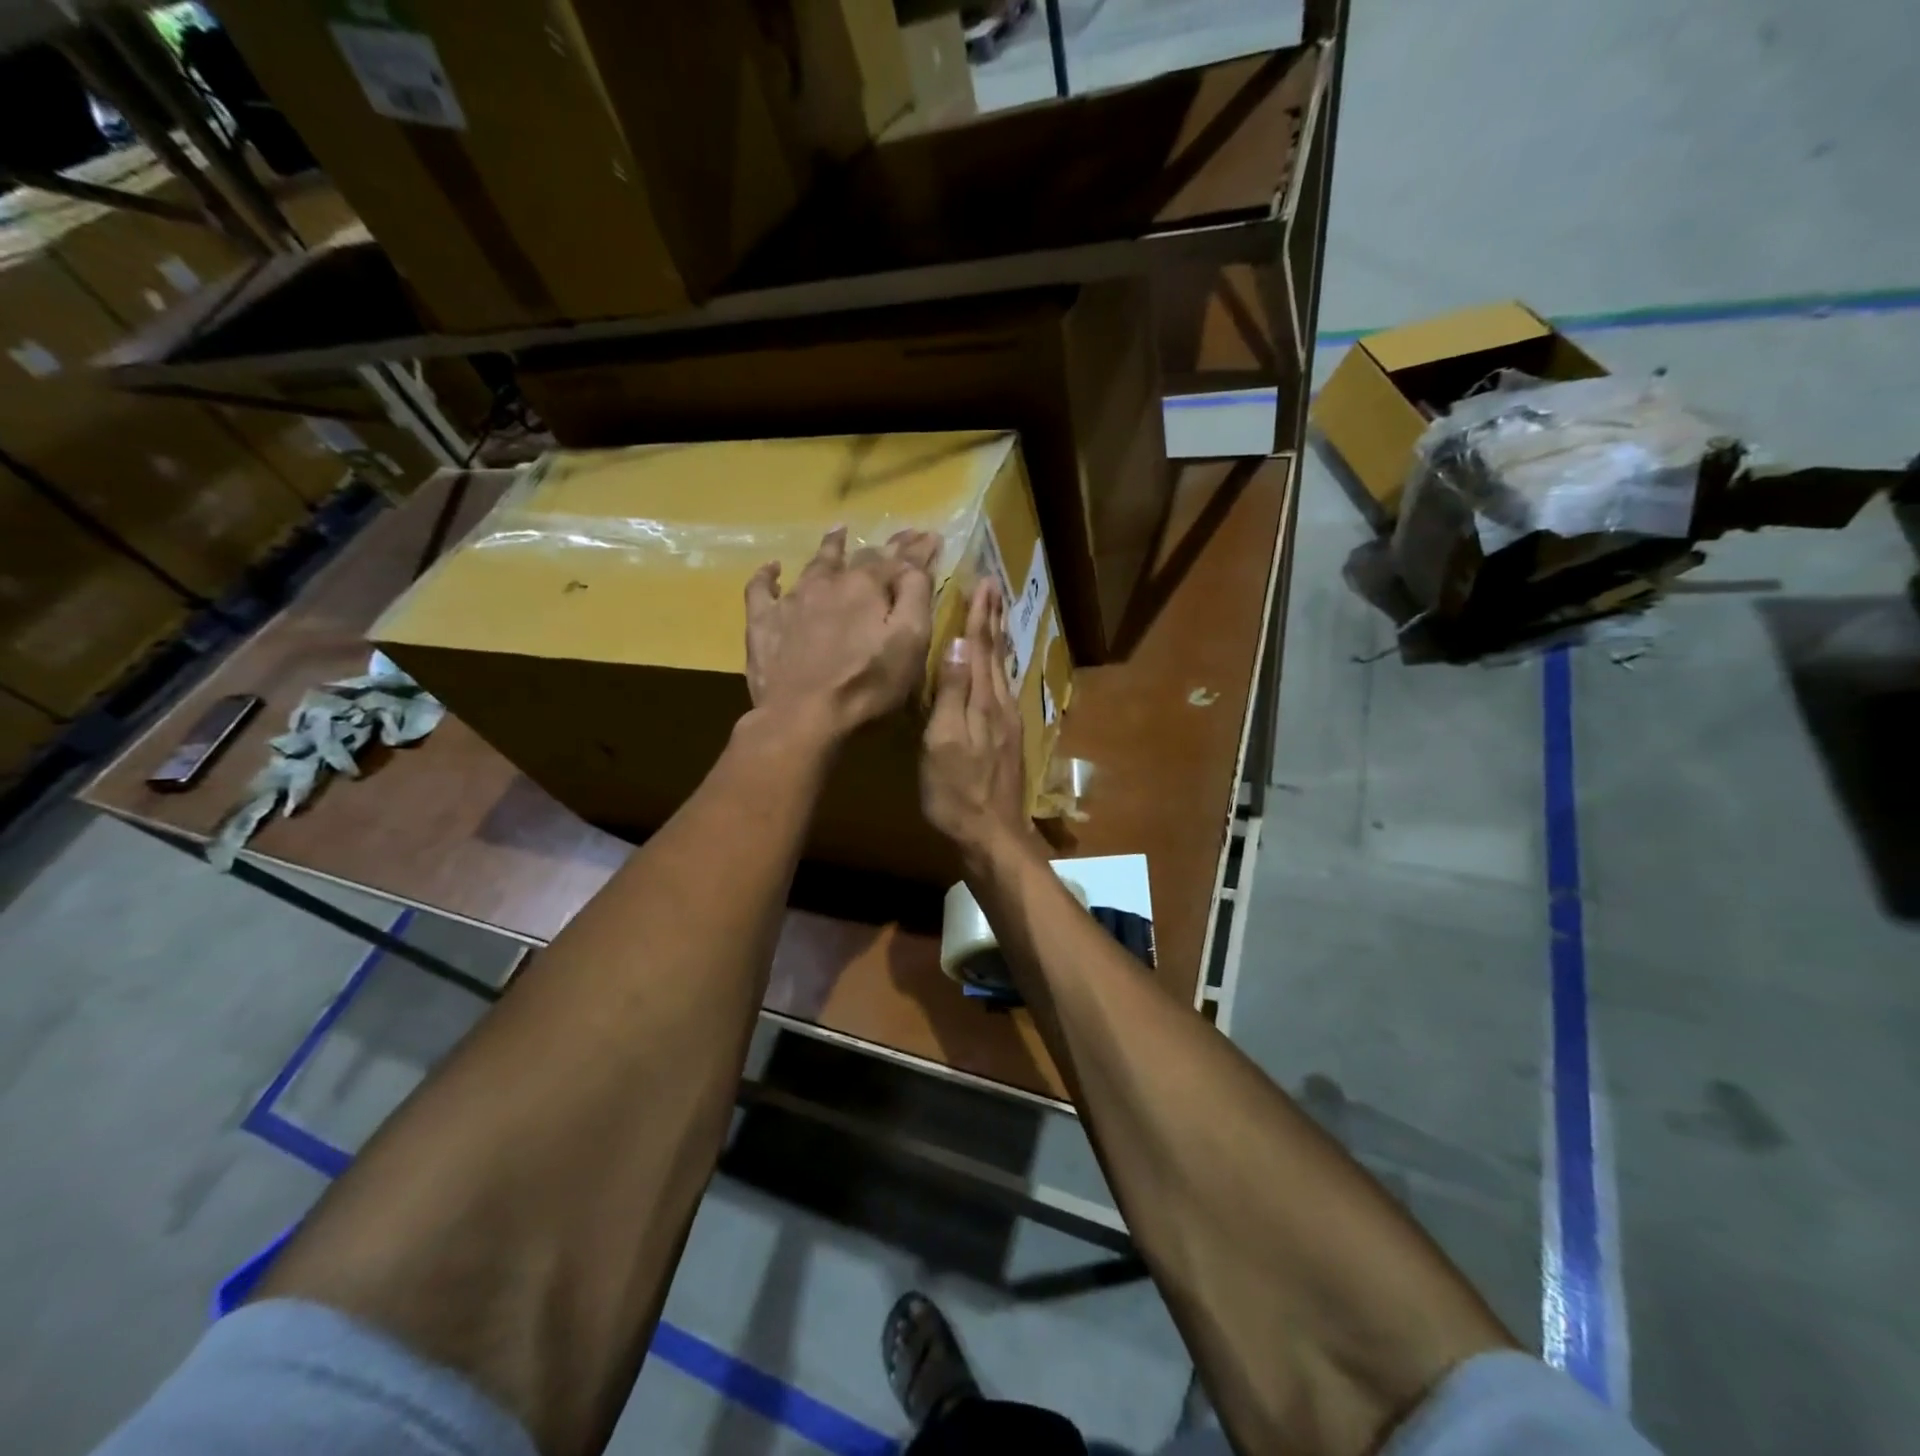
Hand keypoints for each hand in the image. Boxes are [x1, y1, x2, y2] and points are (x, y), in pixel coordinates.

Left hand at [745, 527, 938, 742]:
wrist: (802, 717)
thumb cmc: (867, 685)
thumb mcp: (911, 643)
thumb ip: (916, 598)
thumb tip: (914, 564)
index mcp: (867, 587)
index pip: (899, 559)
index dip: (917, 548)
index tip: (932, 536)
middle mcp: (829, 583)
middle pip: (860, 557)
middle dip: (885, 547)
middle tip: (901, 536)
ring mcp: (792, 600)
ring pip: (814, 564)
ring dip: (831, 547)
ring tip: (839, 532)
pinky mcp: (763, 623)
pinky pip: (761, 589)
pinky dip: (768, 575)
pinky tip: (774, 568)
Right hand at [921, 578, 1032, 863]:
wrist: (992, 837)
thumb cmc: (957, 792)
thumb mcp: (944, 742)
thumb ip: (953, 693)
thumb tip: (960, 645)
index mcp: (984, 702)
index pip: (981, 648)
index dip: (980, 616)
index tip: (984, 583)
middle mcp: (1001, 707)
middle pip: (997, 655)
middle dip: (994, 620)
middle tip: (994, 589)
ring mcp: (1008, 726)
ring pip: (1002, 672)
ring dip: (998, 642)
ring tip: (995, 619)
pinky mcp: (1007, 742)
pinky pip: (1002, 692)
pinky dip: (998, 670)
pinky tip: (995, 673)